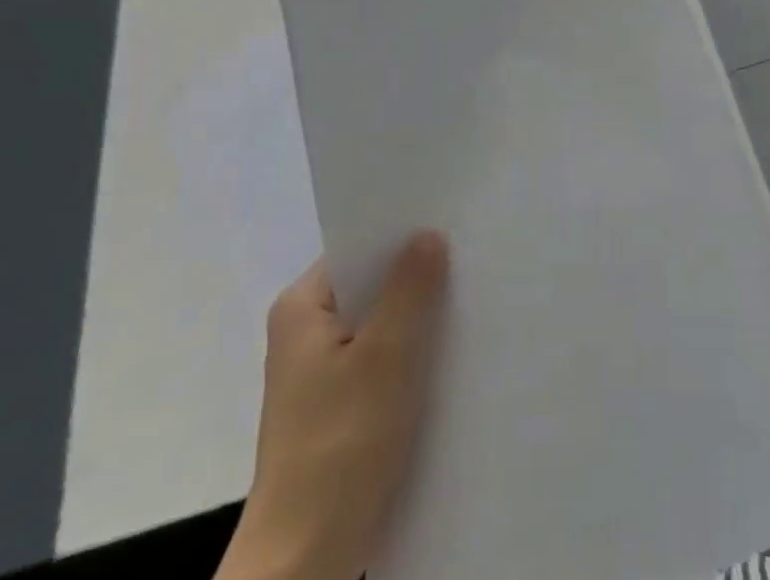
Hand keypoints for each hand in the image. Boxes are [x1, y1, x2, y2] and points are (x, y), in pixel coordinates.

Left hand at [217, 232, 450, 579]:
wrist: (306, 564)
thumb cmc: (341, 446)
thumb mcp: (386, 357)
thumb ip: (410, 289)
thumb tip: (428, 234)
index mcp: (301, 309)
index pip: (357, 249)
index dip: (401, 236)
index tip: (448, 225)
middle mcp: (303, 334)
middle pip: (370, 287)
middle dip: (415, 279)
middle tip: (468, 262)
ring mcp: (318, 375)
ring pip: (378, 327)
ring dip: (416, 322)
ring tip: (466, 304)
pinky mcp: (336, 410)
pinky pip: (379, 363)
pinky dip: (408, 358)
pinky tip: (447, 359)